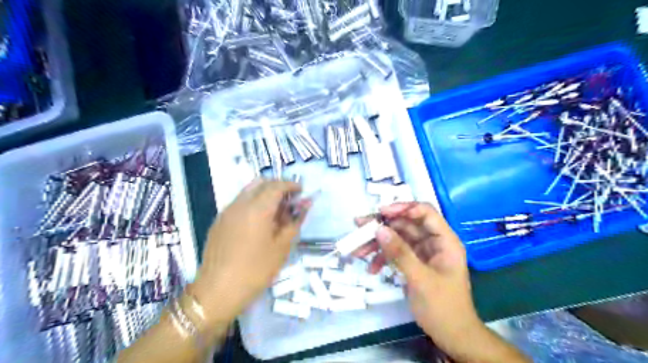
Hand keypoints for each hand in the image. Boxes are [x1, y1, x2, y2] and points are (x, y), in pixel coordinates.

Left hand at [190, 181, 308, 323]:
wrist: (218, 291)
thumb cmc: (256, 270)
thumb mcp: (282, 247)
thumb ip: (295, 221)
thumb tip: (305, 204)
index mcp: (258, 209)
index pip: (277, 185)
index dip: (291, 185)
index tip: (301, 191)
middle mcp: (240, 204)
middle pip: (261, 183)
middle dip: (278, 186)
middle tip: (290, 200)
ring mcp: (227, 211)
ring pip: (248, 191)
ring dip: (265, 194)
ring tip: (276, 211)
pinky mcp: (219, 221)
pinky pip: (239, 202)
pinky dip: (253, 203)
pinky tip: (259, 222)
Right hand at [353, 202, 480, 358]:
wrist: (452, 336)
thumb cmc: (443, 307)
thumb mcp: (420, 279)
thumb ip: (400, 253)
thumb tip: (379, 229)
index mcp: (444, 240)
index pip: (424, 212)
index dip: (403, 208)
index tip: (380, 213)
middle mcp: (433, 242)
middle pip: (405, 224)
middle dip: (382, 227)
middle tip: (359, 226)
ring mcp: (422, 253)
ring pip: (397, 238)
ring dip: (377, 243)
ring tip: (358, 250)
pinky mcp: (413, 263)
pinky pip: (395, 253)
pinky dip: (382, 258)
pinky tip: (371, 268)